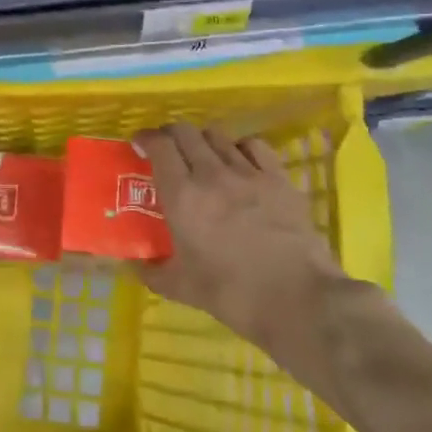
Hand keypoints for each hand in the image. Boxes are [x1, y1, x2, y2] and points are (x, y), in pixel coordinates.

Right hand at [133, 124, 353, 396]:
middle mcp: (211, 174)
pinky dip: (240, 147)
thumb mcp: (182, 288)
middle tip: (167, 149)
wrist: (298, 300)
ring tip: (202, 155)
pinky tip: (240, 161)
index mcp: (182, 196)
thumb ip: (152, 272)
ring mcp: (248, 173)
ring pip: (218, 135)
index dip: (146, 138)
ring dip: (203, 139)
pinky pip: (255, 146)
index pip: (159, 146)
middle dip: (171, 135)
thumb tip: (132, 266)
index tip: (140, 144)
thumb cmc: (233, 294)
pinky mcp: (279, 178)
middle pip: (186, 132)